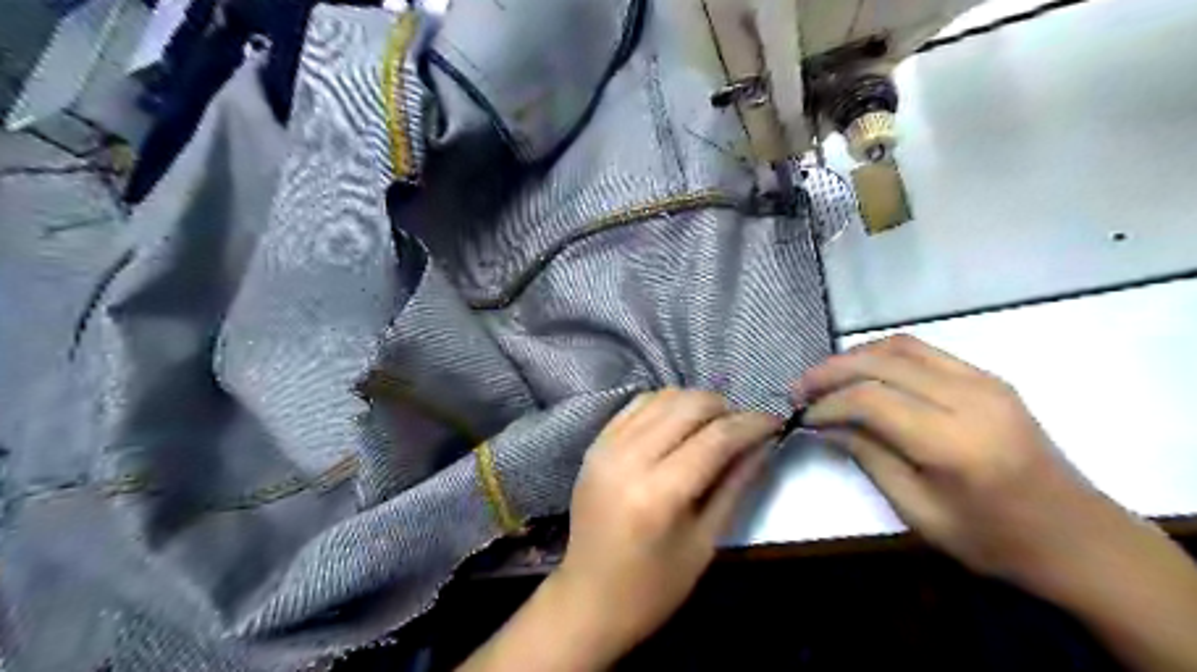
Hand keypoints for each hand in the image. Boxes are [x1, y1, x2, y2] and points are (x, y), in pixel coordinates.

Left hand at [556, 392, 781, 659]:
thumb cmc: (653, 587)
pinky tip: (679, 425)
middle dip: (725, 409)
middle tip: (744, 429)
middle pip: (689, 405)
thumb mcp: (705, 543)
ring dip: (696, 404)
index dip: (752, 424)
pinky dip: (665, 405)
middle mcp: (629, 458)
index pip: (716, 438)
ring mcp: (606, 447)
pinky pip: (637, 405)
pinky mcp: (595, 444)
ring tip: (714, 427)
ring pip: (663, 396)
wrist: (587, 599)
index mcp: (658, 493)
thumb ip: (735, 485)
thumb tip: (763, 444)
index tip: (775, 422)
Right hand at [794, 336, 1107, 587]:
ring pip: (900, 346)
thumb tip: (825, 425)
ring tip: (824, 378)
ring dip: (853, 357)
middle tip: (799, 388)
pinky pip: (923, 351)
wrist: (1078, 538)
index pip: (871, 400)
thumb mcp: (919, 513)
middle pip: (881, 362)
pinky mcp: (988, 377)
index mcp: (955, 443)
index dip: (827, 403)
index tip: (802, 416)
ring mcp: (984, 381)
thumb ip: (869, 458)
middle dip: (830, 371)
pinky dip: (882, 355)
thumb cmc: (995, 540)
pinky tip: (862, 372)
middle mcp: (971, 399)